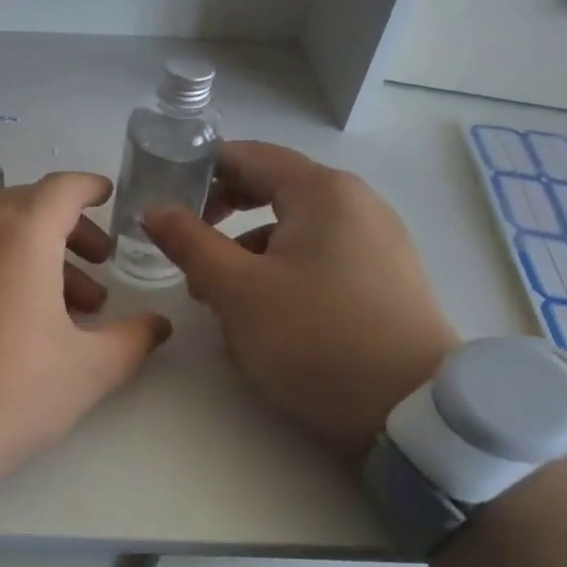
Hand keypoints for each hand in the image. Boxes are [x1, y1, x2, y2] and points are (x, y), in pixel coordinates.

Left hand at [0, 173, 170, 478]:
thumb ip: (133, 339)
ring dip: (33, 250)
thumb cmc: (8, 392)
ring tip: (60, 303)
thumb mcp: (86, 371)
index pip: (63, 188)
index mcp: (19, 234)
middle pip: (28, 205)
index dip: (91, 188)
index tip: (109, 197)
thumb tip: (158, 324)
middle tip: (98, 266)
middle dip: (69, 228)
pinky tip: (6, 311)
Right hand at [144, 141, 459, 464]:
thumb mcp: (236, 290)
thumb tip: (155, 210)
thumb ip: (190, 243)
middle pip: (270, 192)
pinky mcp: (384, 280)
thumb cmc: (314, 337)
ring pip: (291, 232)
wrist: (411, 411)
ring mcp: (376, 243)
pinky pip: (317, 260)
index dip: (200, 170)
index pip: (248, 156)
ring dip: (246, 256)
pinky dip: (280, 274)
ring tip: (218, 300)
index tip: (164, 197)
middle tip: (186, 250)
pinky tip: (262, 318)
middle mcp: (356, 204)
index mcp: (322, 192)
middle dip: (220, 220)